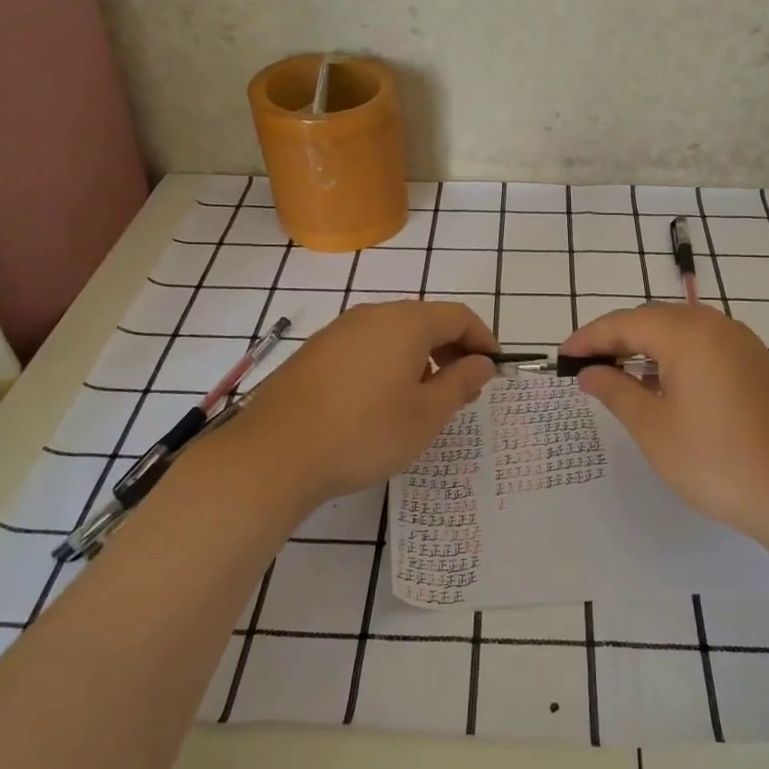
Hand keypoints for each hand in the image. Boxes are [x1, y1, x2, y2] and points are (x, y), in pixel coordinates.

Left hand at [227, 299, 497, 509]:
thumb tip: (482, 363)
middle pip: (426, 321)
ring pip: (394, 334)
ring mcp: (339, 331)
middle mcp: (372, 315)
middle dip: (452, 349)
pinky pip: (366, 346)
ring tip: (425, 398)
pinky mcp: (315, 352)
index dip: (483, 339)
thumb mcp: (426, 415)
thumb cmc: (364, 433)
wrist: (275, 453)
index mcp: (406, 322)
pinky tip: (382, 400)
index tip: (493, 369)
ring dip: (420, 358)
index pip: (458, 316)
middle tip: (464, 389)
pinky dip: (388, 363)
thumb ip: (460, 383)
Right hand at [559, 303, 768, 544]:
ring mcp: (743, 344)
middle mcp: (717, 326)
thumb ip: (615, 391)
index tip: (562, 357)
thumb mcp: (653, 427)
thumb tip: (589, 373)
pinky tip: (662, 387)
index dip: (589, 339)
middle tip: (585, 366)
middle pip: (653, 320)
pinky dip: (675, 359)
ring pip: (680, 332)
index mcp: (688, 333)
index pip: (625, 324)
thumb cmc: (715, 460)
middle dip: (616, 340)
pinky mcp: (757, 365)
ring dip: (646, 349)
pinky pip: (704, 348)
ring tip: (618, 377)